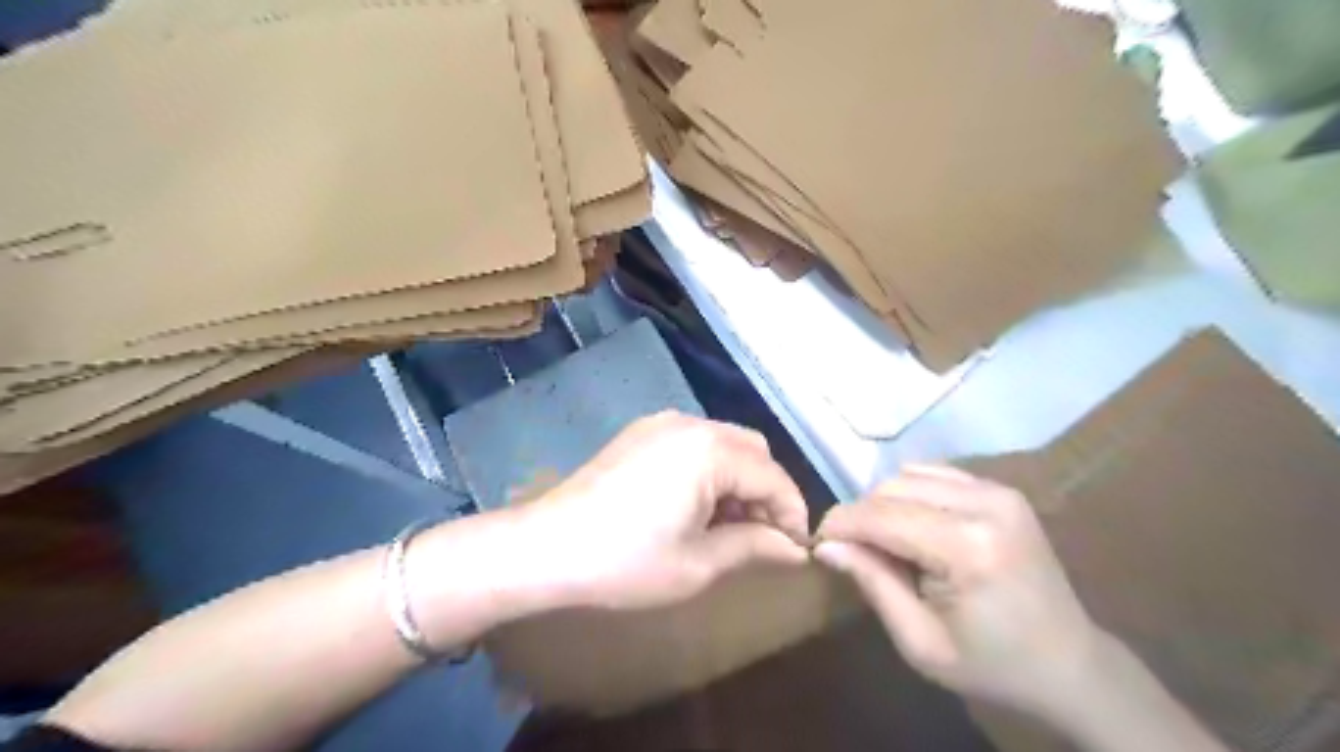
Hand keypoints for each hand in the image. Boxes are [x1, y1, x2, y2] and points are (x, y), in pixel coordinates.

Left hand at [513, 414, 803, 612]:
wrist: (544, 548)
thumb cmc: (626, 561)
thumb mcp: (698, 563)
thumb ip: (754, 546)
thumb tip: (794, 548)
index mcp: (711, 450)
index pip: (773, 476)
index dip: (793, 513)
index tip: (796, 549)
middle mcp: (691, 423)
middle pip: (753, 450)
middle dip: (766, 491)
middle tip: (762, 537)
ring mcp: (661, 423)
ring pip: (724, 443)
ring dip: (738, 479)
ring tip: (728, 525)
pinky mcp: (640, 432)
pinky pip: (693, 442)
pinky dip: (709, 469)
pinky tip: (694, 504)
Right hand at [812, 464, 1104, 715]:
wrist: (1070, 664)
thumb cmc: (992, 665)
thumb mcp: (920, 641)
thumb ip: (872, 582)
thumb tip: (825, 545)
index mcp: (968, 548)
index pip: (880, 516)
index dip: (839, 525)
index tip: (817, 544)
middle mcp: (984, 504)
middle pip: (890, 489)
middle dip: (861, 516)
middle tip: (854, 553)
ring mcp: (997, 491)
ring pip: (908, 474)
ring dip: (884, 504)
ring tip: (886, 543)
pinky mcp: (1001, 489)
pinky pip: (933, 474)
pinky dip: (910, 494)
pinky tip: (914, 527)